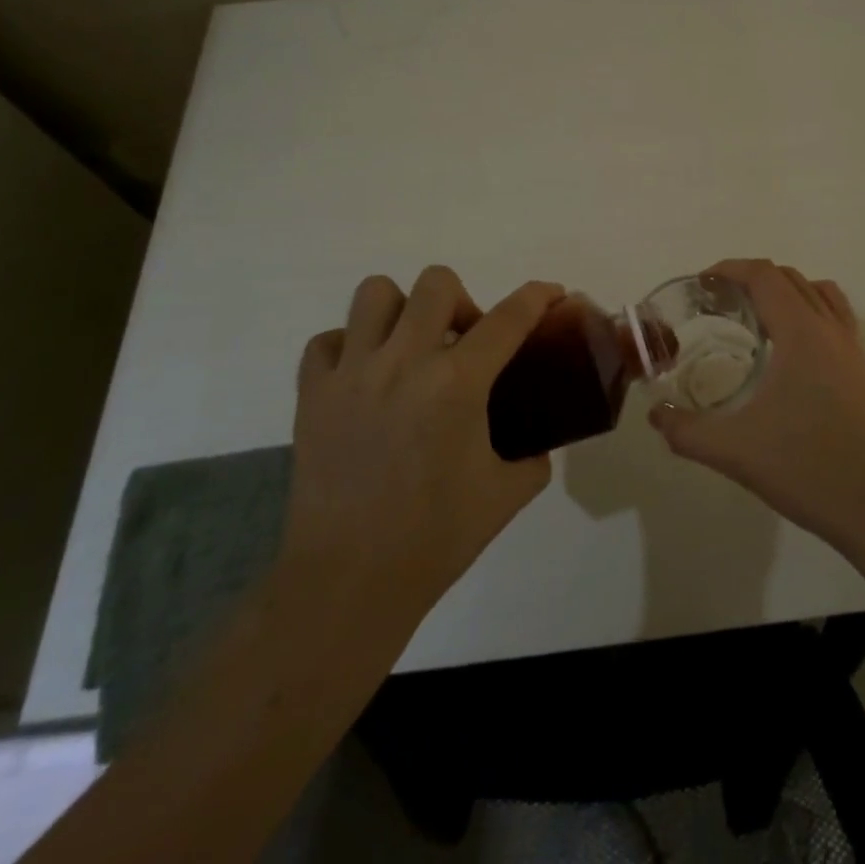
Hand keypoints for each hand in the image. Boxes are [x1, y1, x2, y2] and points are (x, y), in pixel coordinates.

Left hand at [280, 267, 562, 620]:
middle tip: (464, 341)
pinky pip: (328, 341)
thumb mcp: (507, 494)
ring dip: (402, 311)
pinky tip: (365, 377)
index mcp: (457, 383)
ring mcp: (352, 373)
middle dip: (462, 301)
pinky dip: (349, 347)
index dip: (538, 296)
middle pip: (437, 283)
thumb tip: (536, 442)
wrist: (349, 582)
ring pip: (375, 294)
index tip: (552, 293)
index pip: (509, 317)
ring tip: (410, 347)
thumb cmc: (435, 538)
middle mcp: (404, 362)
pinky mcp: (312, 394)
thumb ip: (532, 456)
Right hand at [647, 259, 864, 556]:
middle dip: (752, 279)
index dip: (730, 269)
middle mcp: (830, 330)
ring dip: (785, 292)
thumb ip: (687, 432)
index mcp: (801, 333)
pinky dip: (810, 313)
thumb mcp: (735, 451)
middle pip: (790, 278)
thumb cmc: (807, 469)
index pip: (765, 276)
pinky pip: (836, 318)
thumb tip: (656, 416)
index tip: (702, 284)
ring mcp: (853, 349)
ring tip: (756, 319)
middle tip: (719, 303)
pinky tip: (791, 353)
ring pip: (819, 294)